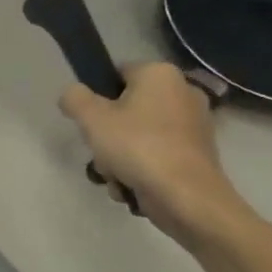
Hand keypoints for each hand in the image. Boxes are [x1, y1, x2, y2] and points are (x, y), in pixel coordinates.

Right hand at [58, 63, 235, 236]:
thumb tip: (74, 96)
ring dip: (118, 157)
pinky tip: (131, 186)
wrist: (186, 197)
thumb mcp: (91, 118)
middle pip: (125, 109)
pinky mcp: (197, 155)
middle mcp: (183, 92)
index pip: (116, 74)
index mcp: (160, 74)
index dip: (96, 97)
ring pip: (138, 135)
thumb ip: (74, 98)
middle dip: (106, 135)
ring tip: (114, 176)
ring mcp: (194, 125)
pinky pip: (156, 155)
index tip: (88, 121)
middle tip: (99, 152)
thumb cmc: (137, 147)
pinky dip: (140, 169)